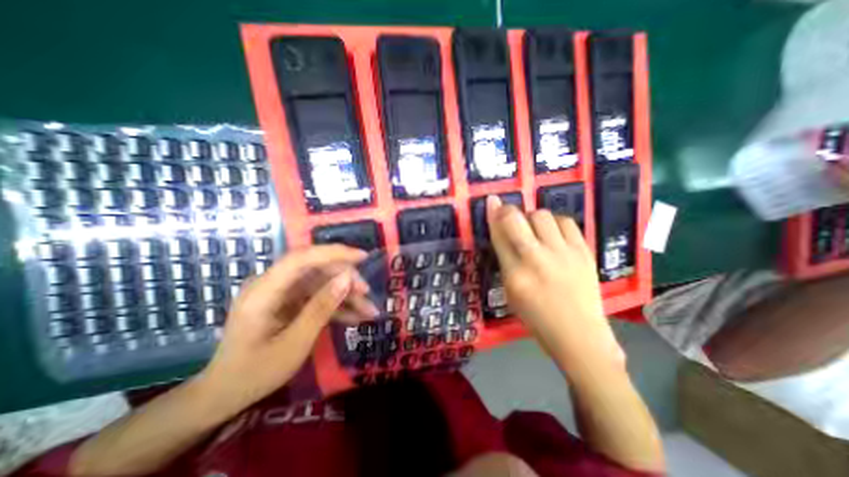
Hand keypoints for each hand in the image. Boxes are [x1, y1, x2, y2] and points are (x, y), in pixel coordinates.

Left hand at [199, 244, 373, 410]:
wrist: (227, 393)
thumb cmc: (255, 373)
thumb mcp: (294, 344)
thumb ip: (321, 308)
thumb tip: (347, 278)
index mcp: (263, 291)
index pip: (301, 258)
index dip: (334, 253)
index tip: (363, 257)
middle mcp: (272, 284)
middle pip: (315, 269)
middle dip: (345, 279)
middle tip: (367, 293)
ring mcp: (281, 293)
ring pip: (322, 283)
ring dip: (346, 295)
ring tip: (369, 310)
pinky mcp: (289, 302)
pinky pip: (318, 297)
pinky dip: (337, 306)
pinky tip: (356, 316)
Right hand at [484, 196, 621, 373]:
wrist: (579, 334)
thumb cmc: (536, 317)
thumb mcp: (510, 292)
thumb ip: (505, 261)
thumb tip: (501, 233)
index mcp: (515, 274)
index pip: (499, 236)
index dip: (493, 215)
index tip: (491, 201)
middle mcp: (537, 259)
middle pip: (517, 220)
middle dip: (508, 210)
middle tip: (507, 212)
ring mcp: (563, 253)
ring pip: (541, 215)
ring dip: (532, 217)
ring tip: (534, 228)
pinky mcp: (583, 251)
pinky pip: (566, 222)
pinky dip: (555, 223)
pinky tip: (553, 233)